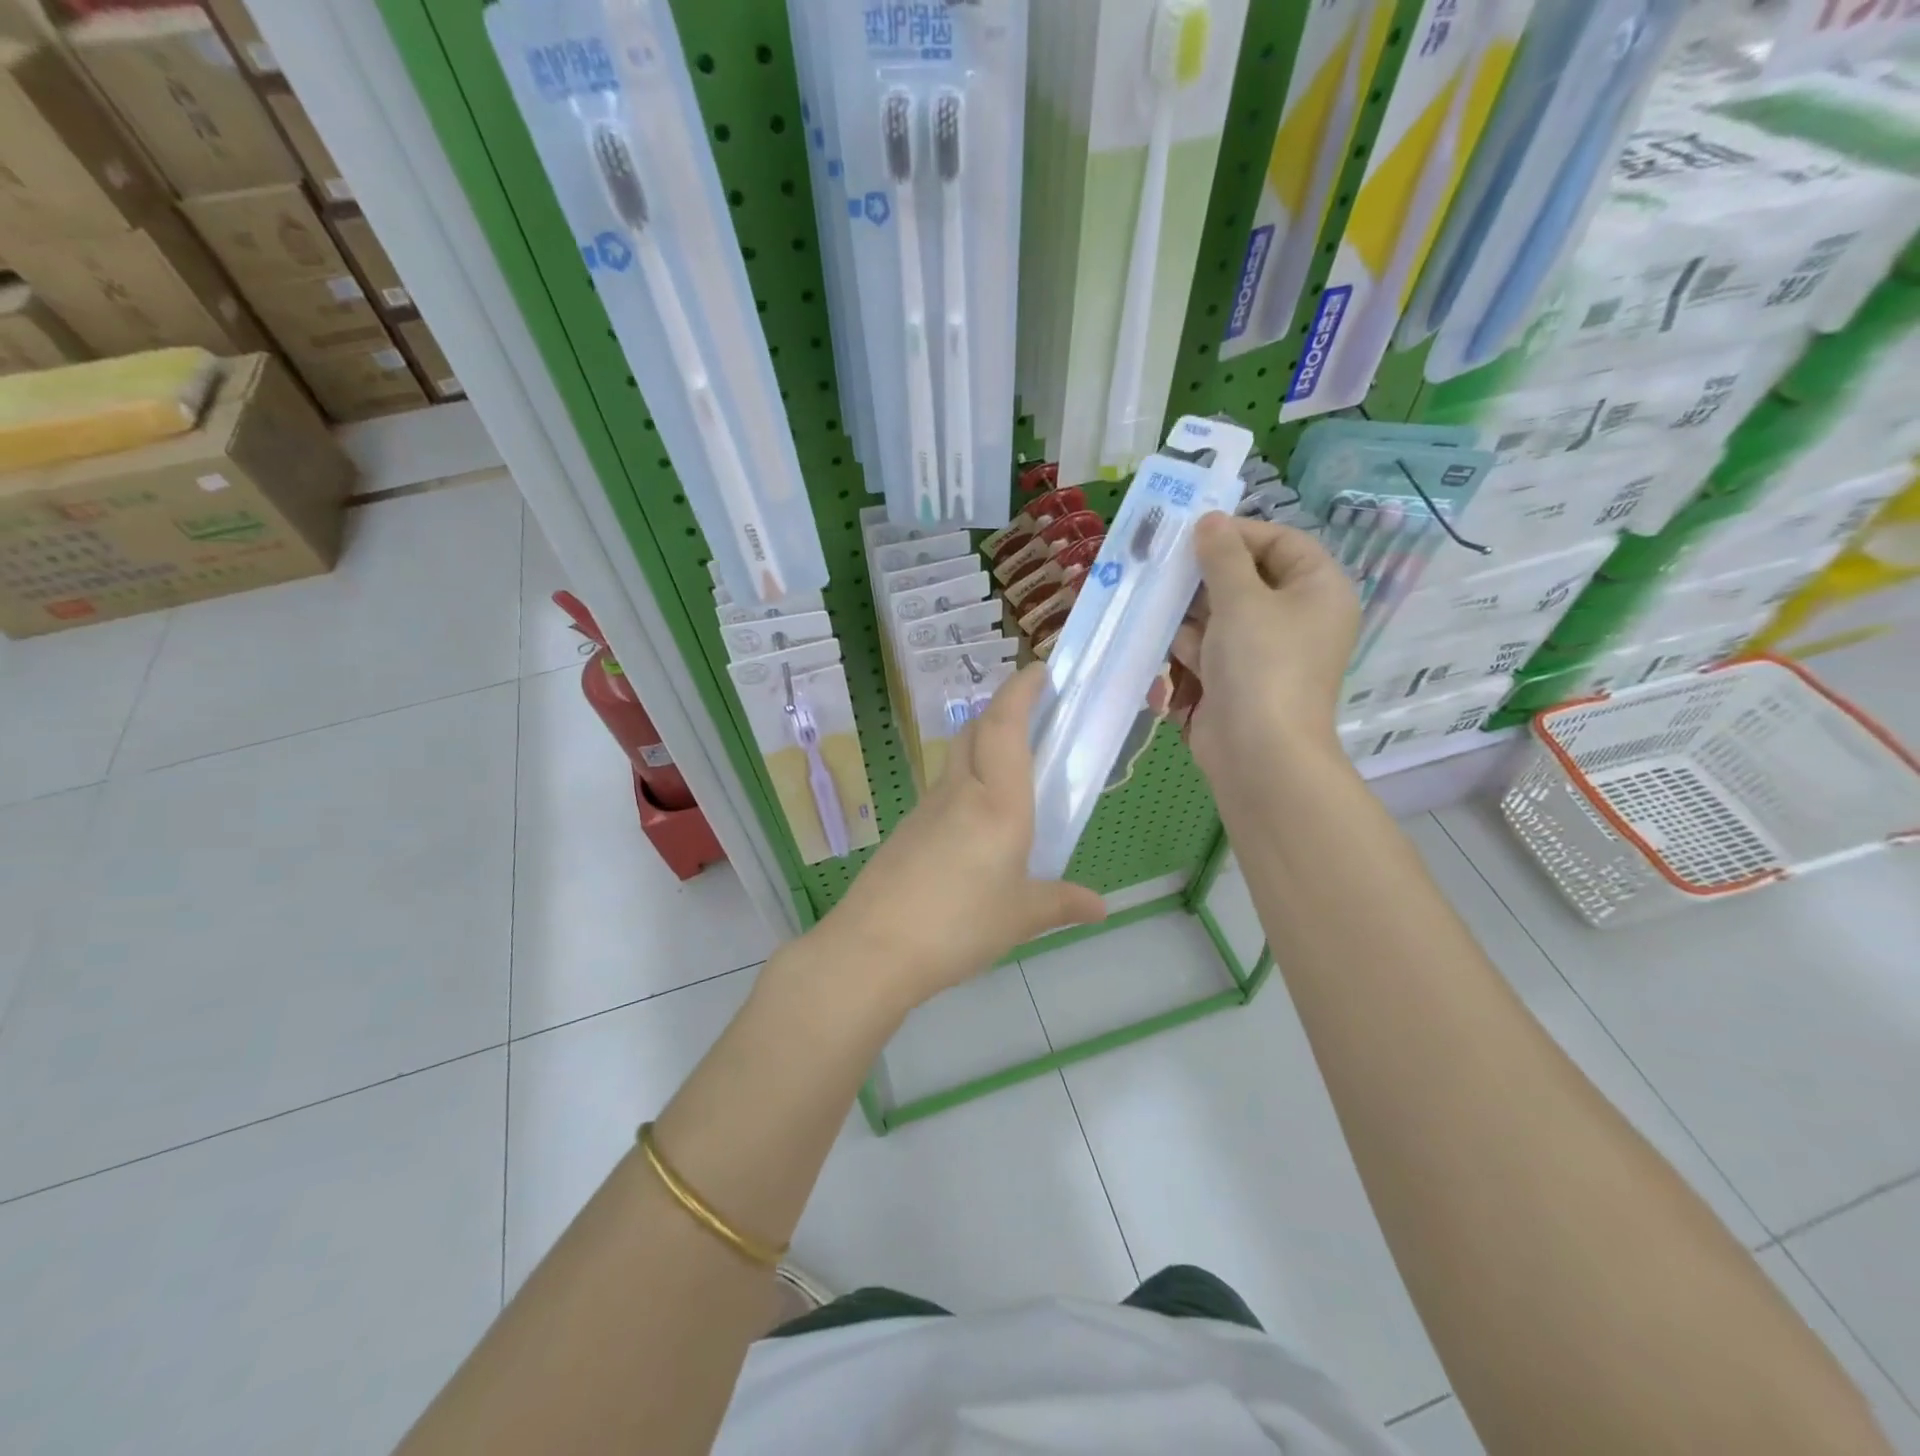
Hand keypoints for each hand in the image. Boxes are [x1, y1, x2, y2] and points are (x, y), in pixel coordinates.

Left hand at [817, 664, 1106, 1012]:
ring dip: (983, 747)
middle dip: (1004, 711)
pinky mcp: (909, 830)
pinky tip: (979, 824)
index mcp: (998, 803)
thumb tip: (1100, 907)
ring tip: (1014, 771)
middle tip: (1035, 717)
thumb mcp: (1021, 918)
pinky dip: (967, 785)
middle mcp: (961, 793)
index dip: (1022, 691)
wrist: (874, 948)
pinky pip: (945, 792)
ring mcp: (928, 809)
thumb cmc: (958, 926)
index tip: (1041, 670)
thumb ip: (1062, 903)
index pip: (1006, 726)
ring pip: (958, 759)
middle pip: (976, 731)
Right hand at [1170, 513, 1359, 785]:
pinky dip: (1186, 644)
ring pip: (1221, 615)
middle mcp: (1297, 617)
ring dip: (1188, 611)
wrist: (1258, 752)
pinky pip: (1210, 648)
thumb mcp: (1241, 598)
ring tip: (1152, 599)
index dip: (1238, 533)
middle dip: (1203, 576)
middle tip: (1162, 562)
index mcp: (1318, 590)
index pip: (1281, 542)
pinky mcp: (1237, 679)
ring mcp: (1265, 652)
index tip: (1194, 533)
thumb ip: (1222, 555)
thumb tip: (1210, 521)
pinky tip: (1156, 637)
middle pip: (1247, 579)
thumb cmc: (1261, 664)